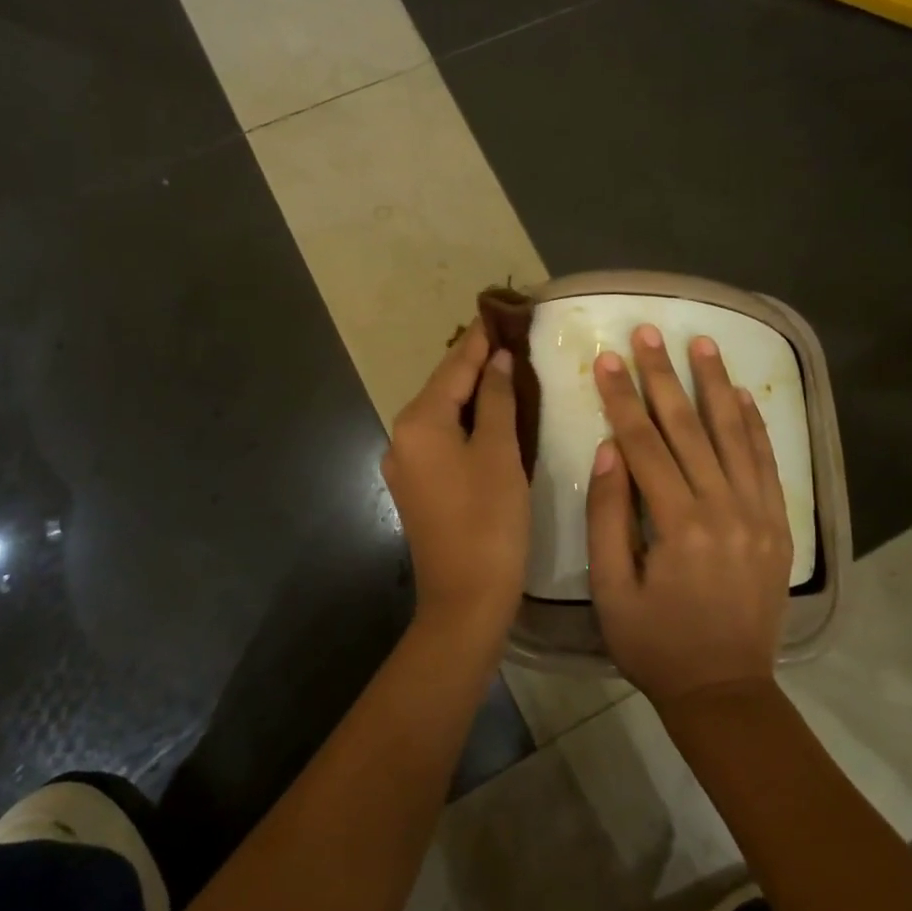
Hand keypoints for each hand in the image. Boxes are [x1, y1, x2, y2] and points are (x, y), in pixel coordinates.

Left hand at [382, 321, 531, 637]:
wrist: (465, 599)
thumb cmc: (489, 520)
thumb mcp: (500, 452)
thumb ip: (497, 400)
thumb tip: (498, 361)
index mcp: (419, 422)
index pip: (454, 368)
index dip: (481, 340)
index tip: (500, 311)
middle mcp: (402, 437)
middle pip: (443, 388)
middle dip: (475, 363)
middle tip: (509, 337)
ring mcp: (406, 464)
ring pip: (442, 414)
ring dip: (471, 392)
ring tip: (505, 368)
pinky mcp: (417, 487)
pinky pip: (441, 439)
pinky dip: (465, 422)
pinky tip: (489, 415)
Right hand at [586, 325, 791, 706]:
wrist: (726, 690)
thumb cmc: (654, 643)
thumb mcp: (610, 589)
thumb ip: (607, 516)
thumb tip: (609, 449)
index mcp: (677, 525)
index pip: (644, 443)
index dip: (621, 397)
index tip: (606, 358)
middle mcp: (722, 508)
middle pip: (687, 428)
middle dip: (663, 375)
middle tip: (649, 332)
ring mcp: (757, 514)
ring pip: (733, 434)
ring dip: (715, 384)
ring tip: (702, 343)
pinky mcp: (777, 525)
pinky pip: (767, 463)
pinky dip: (755, 425)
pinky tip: (743, 394)